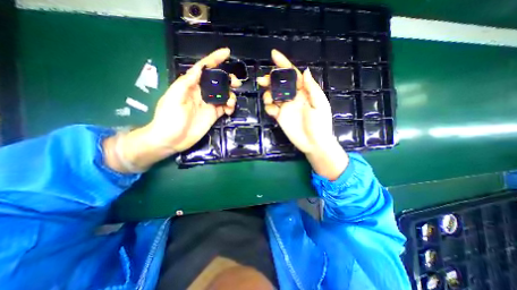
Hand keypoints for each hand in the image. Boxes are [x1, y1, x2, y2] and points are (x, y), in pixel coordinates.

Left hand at [106, 48, 242, 171]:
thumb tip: (199, 68)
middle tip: (236, 84)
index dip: (215, 59)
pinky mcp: (214, 115)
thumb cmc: (169, 118)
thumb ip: (187, 83)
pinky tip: (229, 111)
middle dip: (228, 80)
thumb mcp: (174, 97)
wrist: (171, 140)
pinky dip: (230, 107)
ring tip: (231, 102)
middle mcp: (202, 93)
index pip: (204, 69)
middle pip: (218, 82)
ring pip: (224, 95)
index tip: (227, 53)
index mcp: (191, 85)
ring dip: (231, 96)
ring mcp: (209, 104)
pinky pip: (225, 107)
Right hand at [258, 50, 349, 180]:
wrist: (313, 143)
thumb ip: (311, 88)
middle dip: (270, 79)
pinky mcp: (280, 117)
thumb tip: (305, 71)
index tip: (274, 54)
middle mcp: (293, 97)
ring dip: (268, 94)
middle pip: (279, 83)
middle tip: (262, 81)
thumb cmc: (320, 124)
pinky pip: (271, 108)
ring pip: (272, 94)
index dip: (284, 64)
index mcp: (304, 92)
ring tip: (269, 99)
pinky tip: (273, 111)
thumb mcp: (319, 104)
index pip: (293, 75)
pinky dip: (269, 107)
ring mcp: (285, 107)